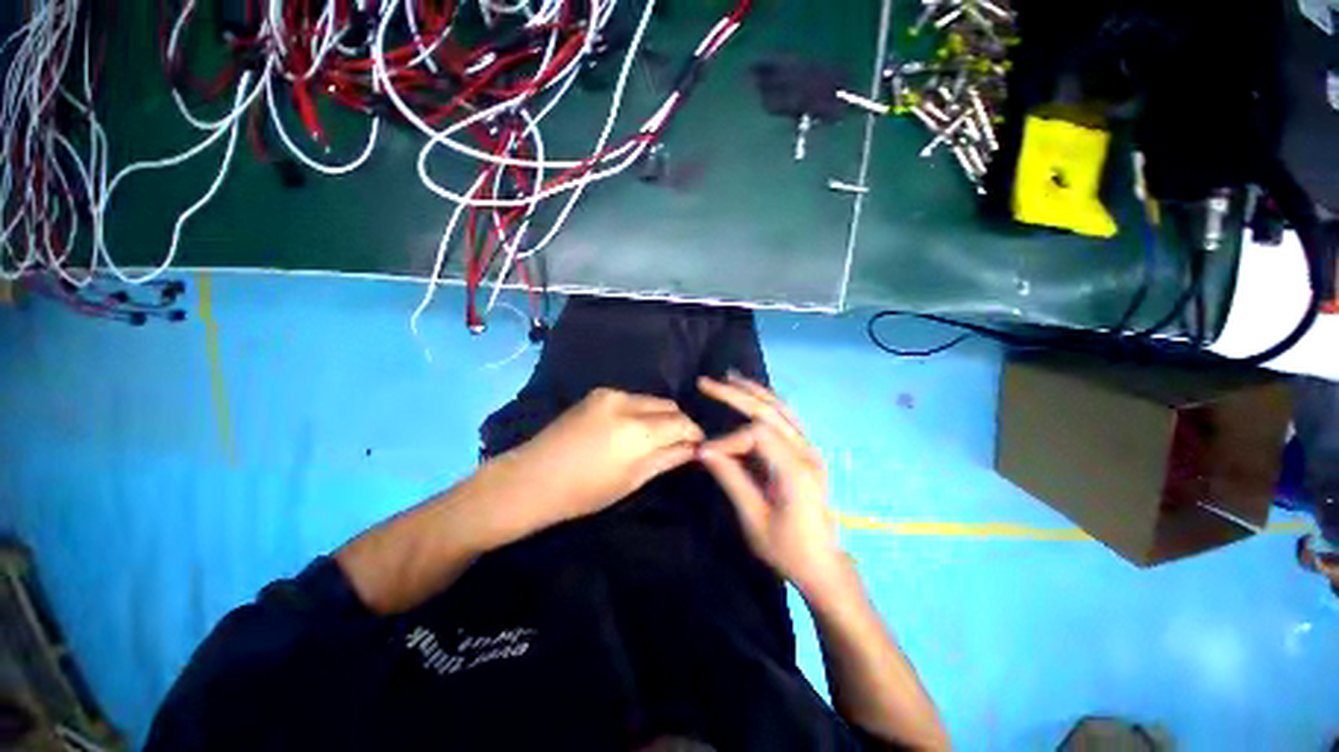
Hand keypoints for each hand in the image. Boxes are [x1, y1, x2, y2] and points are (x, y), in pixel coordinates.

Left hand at [490, 388, 703, 539]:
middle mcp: (627, 403)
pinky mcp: (598, 393)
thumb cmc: (585, 491)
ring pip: (651, 400)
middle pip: (669, 406)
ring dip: (659, 416)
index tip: (698, 445)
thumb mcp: (633, 479)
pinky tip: (629, 429)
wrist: (533, 478)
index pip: (682, 422)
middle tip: (676, 444)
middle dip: (678, 423)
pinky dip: (640, 411)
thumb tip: (694, 448)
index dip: (694, 433)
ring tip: (652, 438)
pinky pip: (632, 398)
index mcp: (638, 430)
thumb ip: (668, 458)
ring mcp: (610, 394)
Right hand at [697, 375, 848, 596]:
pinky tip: (753, 394)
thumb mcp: (754, 520)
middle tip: (707, 382)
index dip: (727, 439)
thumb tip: (703, 450)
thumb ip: (731, 480)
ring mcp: (810, 449)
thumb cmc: (788, 550)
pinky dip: (767, 402)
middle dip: (736, 394)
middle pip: (769, 411)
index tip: (704, 454)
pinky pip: (787, 417)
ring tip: (729, 377)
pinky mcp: (807, 452)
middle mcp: (807, 452)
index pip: (756, 435)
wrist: (824, 565)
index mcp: (796, 470)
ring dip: (754, 390)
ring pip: (781, 408)